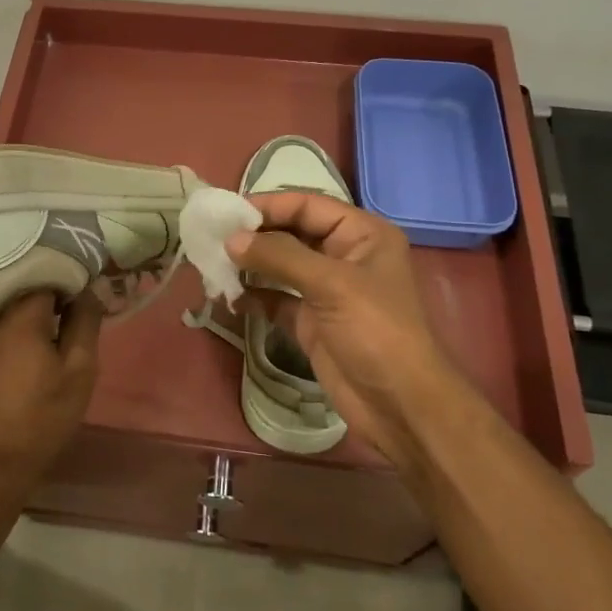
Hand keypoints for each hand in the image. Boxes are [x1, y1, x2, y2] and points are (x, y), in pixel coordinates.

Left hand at [0, 290, 103, 487]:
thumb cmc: (43, 417)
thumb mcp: (80, 371)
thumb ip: (86, 321)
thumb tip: (90, 287)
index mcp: (20, 313)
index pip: (47, 271)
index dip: (67, 281)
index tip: (79, 299)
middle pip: (19, 283)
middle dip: (43, 291)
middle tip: (62, 312)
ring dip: (18, 307)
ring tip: (36, 326)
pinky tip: (8, 345)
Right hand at [228, 192, 465, 461]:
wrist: (399, 404)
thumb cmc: (375, 331)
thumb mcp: (331, 284)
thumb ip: (279, 256)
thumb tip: (231, 239)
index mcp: (361, 234)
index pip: (307, 205)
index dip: (268, 206)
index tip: (227, 214)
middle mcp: (343, 256)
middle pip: (290, 233)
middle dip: (253, 236)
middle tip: (212, 239)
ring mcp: (326, 290)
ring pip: (280, 266)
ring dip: (249, 266)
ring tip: (212, 265)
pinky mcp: (311, 321)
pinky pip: (275, 299)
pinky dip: (253, 296)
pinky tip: (227, 297)